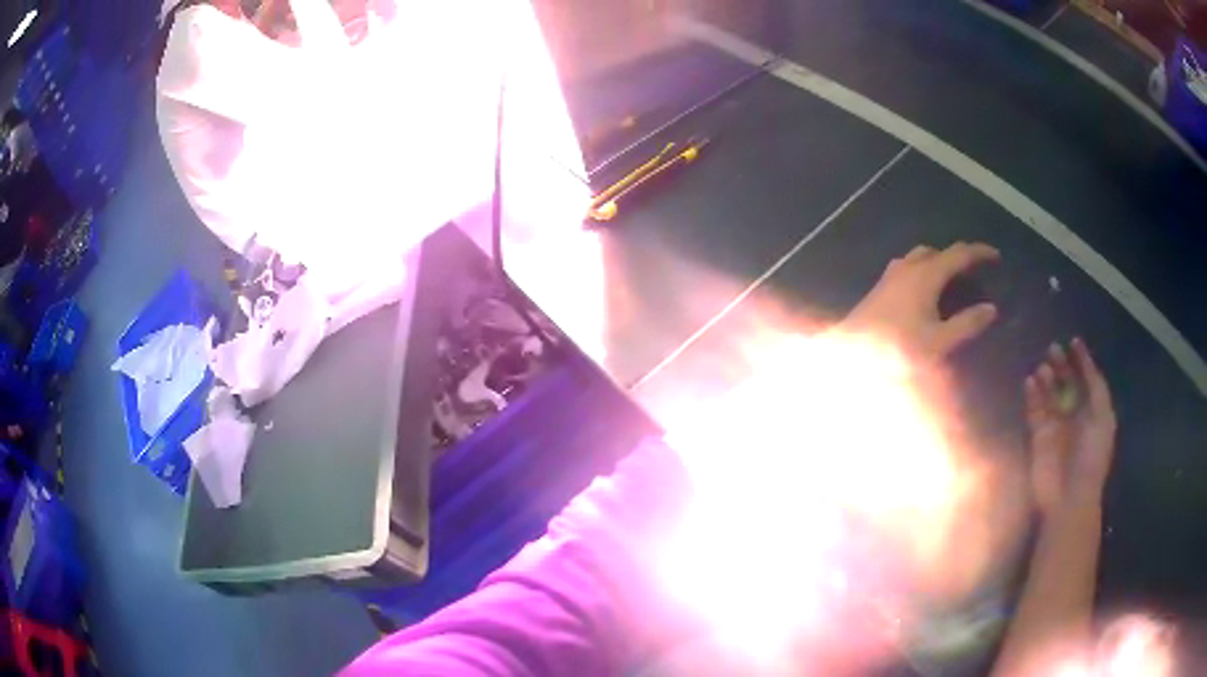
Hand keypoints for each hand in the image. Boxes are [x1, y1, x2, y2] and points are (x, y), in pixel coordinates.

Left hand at [842, 242, 999, 358]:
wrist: (848, 353)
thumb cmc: (896, 349)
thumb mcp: (938, 342)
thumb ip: (966, 324)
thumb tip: (991, 308)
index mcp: (926, 275)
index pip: (959, 254)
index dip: (979, 253)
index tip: (996, 256)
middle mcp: (908, 267)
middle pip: (938, 252)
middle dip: (959, 257)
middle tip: (975, 271)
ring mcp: (891, 275)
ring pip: (921, 257)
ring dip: (940, 262)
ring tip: (954, 281)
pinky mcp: (880, 288)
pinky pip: (909, 268)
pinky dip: (925, 270)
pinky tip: (927, 292)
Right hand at [1025, 339, 1116, 514]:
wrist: (1069, 497)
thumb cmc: (1091, 456)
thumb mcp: (1103, 417)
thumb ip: (1096, 388)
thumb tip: (1086, 363)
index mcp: (1092, 411)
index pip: (1087, 379)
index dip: (1082, 360)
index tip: (1073, 341)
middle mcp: (1074, 415)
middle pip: (1067, 383)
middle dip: (1061, 365)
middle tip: (1053, 349)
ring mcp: (1055, 426)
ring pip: (1049, 394)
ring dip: (1046, 378)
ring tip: (1042, 367)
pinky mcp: (1037, 437)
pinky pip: (1034, 410)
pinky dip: (1032, 394)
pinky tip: (1030, 381)